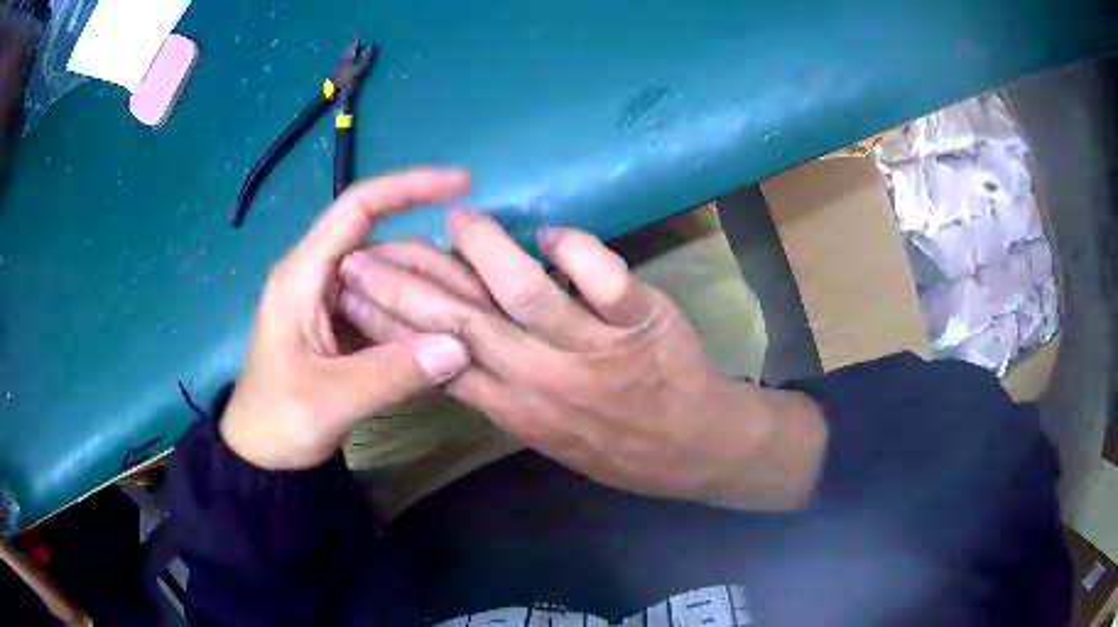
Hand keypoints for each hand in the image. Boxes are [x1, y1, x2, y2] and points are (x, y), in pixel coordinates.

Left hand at [220, 170, 473, 469]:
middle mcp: (319, 276)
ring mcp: (332, 302)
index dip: (409, 187)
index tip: (462, 185)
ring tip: (473, 317)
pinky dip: (416, 317)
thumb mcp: (331, 399)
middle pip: (385, 246)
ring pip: (390, 279)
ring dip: (428, 294)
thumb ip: (391, 373)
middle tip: (481, 292)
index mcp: (303, 275)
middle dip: (433, 263)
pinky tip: (445, 337)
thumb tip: (460, 346)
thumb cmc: (279, 420)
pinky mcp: (343, 326)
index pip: (358, 207)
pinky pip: (387, 308)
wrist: (262, 455)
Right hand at [337, 210, 827, 509]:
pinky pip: (604, 280)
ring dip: (484, 251)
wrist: (695, 450)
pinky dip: (576, 251)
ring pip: (525, 294)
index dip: (391, 326)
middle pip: (462, 324)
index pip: (438, 361)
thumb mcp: (546, 436)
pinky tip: (549, 232)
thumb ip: (501, 394)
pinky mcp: (642, 325)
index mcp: (517, 410)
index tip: (353, 296)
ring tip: (455, 218)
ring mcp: (595, 351)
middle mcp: (545, 380)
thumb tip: (457, 348)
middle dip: (406, 286)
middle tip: (365, 253)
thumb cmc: (619, 448)